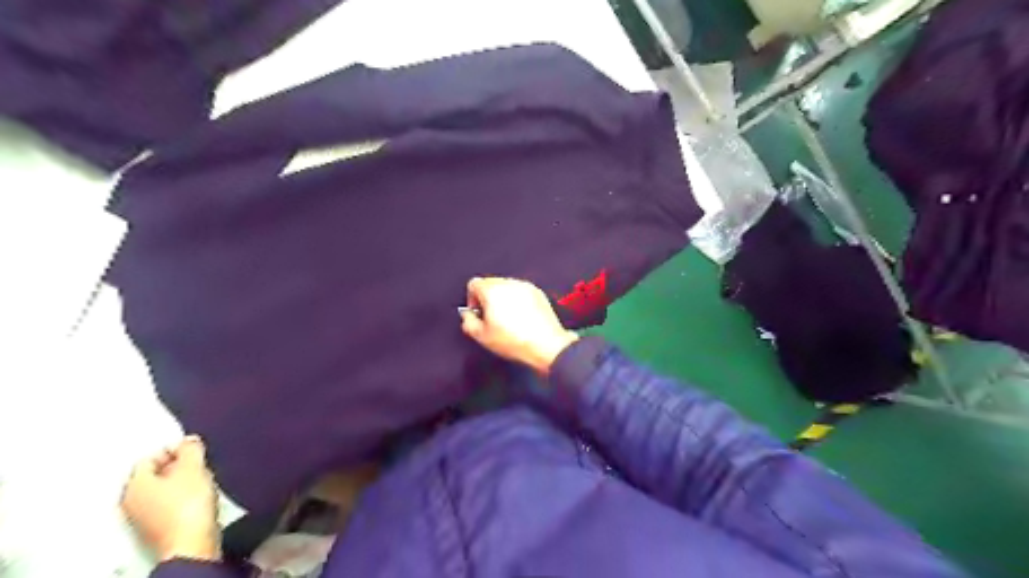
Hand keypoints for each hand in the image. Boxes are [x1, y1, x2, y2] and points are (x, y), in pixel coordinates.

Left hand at [123, 436, 222, 560]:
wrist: (192, 542)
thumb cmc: (188, 506)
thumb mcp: (194, 467)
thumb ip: (191, 449)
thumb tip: (189, 441)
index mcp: (134, 485)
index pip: (149, 457)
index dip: (173, 449)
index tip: (193, 449)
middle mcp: (132, 502)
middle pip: (155, 474)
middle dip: (178, 467)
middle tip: (198, 465)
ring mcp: (143, 517)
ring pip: (163, 490)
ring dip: (182, 483)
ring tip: (201, 482)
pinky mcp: (158, 528)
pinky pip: (169, 505)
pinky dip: (183, 498)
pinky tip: (197, 499)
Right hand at [461, 278, 576, 376]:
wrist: (546, 344)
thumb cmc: (513, 340)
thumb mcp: (482, 336)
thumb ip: (468, 321)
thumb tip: (468, 315)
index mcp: (492, 290)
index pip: (473, 284)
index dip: (472, 299)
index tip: (478, 313)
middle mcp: (508, 283)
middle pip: (490, 283)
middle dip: (487, 298)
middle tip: (491, 318)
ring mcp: (525, 286)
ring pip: (506, 287)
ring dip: (503, 298)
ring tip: (508, 319)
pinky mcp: (537, 292)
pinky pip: (520, 291)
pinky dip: (517, 300)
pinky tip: (521, 317)